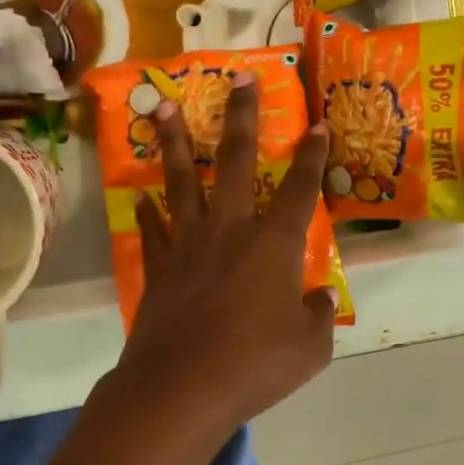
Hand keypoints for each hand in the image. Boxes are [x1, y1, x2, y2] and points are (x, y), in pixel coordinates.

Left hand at [113, 72, 338, 438]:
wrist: (181, 387)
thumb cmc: (255, 365)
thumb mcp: (310, 348)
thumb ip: (319, 316)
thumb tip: (321, 298)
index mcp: (274, 244)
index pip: (301, 189)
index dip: (312, 155)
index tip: (317, 123)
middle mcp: (231, 229)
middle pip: (238, 161)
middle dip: (242, 116)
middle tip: (238, 78)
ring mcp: (188, 244)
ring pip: (183, 181)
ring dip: (175, 141)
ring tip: (162, 107)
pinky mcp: (158, 266)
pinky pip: (153, 229)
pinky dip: (149, 212)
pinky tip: (142, 198)